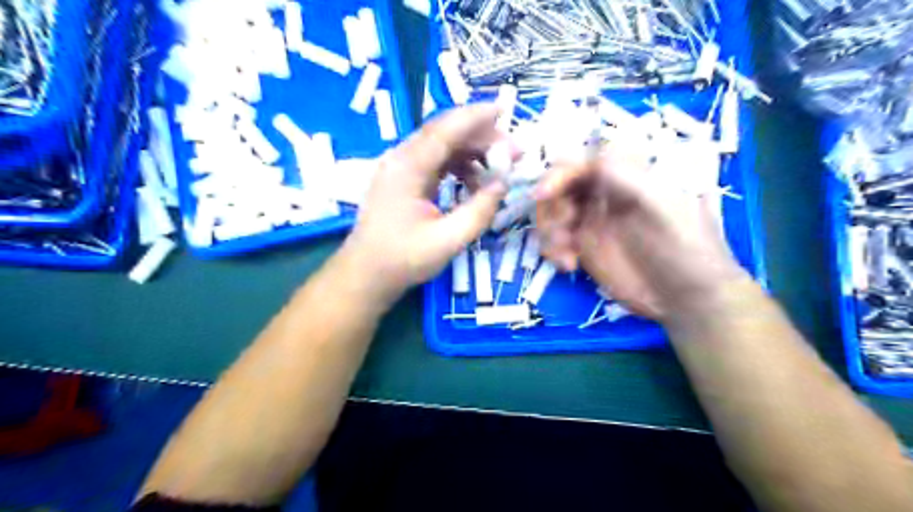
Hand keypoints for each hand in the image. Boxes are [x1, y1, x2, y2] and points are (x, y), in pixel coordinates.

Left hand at [342, 104, 509, 302]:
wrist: (366, 274)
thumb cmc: (403, 259)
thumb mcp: (448, 240)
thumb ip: (479, 210)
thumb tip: (503, 183)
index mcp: (408, 168)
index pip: (445, 130)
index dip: (475, 117)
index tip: (504, 109)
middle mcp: (401, 159)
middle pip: (444, 133)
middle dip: (481, 136)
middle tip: (513, 151)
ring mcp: (400, 168)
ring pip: (441, 146)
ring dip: (471, 151)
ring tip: (499, 168)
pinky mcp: (403, 179)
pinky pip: (435, 161)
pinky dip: (459, 166)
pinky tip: (475, 182)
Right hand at [537, 147, 747, 317]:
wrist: (688, 298)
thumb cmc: (685, 246)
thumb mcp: (663, 205)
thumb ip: (627, 177)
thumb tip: (591, 160)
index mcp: (625, 177)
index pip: (582, 162)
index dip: (558, 174)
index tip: (543, 195)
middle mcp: (604, 195)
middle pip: (559, 187)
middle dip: (551, 208)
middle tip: (562, 232)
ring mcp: (591, 222)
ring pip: (552, 214)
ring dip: (548, 231)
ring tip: (565, 256)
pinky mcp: (584, 248)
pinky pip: (554, 240)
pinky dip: (552, 251)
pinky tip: (568, 266)